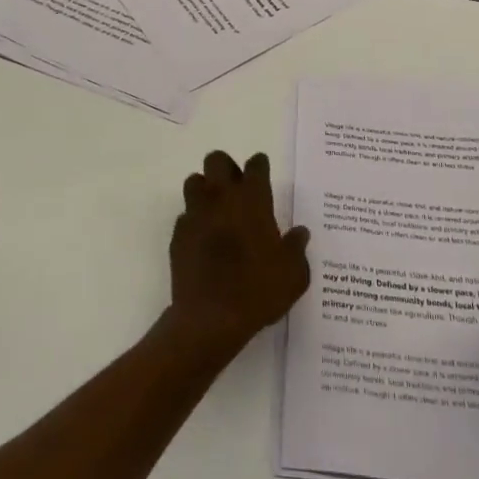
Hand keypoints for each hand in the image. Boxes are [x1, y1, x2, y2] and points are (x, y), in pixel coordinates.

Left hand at [163, 151, 310, 362]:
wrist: (210, 318)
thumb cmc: (258, 291)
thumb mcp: (293, 274)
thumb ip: (297, 248)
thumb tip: (300, 233)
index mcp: (253, 200)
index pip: (256, 165)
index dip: (260, 166)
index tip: (262, 174)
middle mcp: (221, 197)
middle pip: (217, 160)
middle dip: (226, 168)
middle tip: (237, 188)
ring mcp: (196, 214)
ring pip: (194, 181)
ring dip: (205, 189)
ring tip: (217, 210)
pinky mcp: (178, 234)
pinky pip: (185, 215)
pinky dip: (194, 220)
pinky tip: (203, 239)